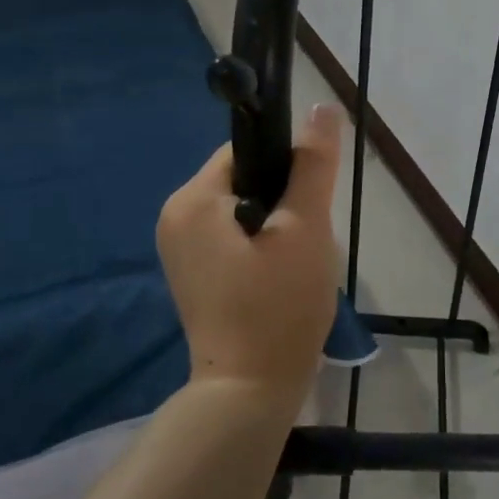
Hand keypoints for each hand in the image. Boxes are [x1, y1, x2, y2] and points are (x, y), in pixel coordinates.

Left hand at [157, 105, 342, 403]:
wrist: (250, 392)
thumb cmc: (278, 305)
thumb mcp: (305, 228)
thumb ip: (313, 164)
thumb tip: (322, 107)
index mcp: (192, 200)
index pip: (246, 151)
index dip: (287, 166)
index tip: (311, 200)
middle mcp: (175, 217)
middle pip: (245, 179)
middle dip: (284, 200)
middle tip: (307, 240)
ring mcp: (180, 248)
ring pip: (244, 208)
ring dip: (278, 224)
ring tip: (297, 262)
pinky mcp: (194, 273)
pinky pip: (234, 236)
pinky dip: (262, 245)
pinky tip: (281, 276)